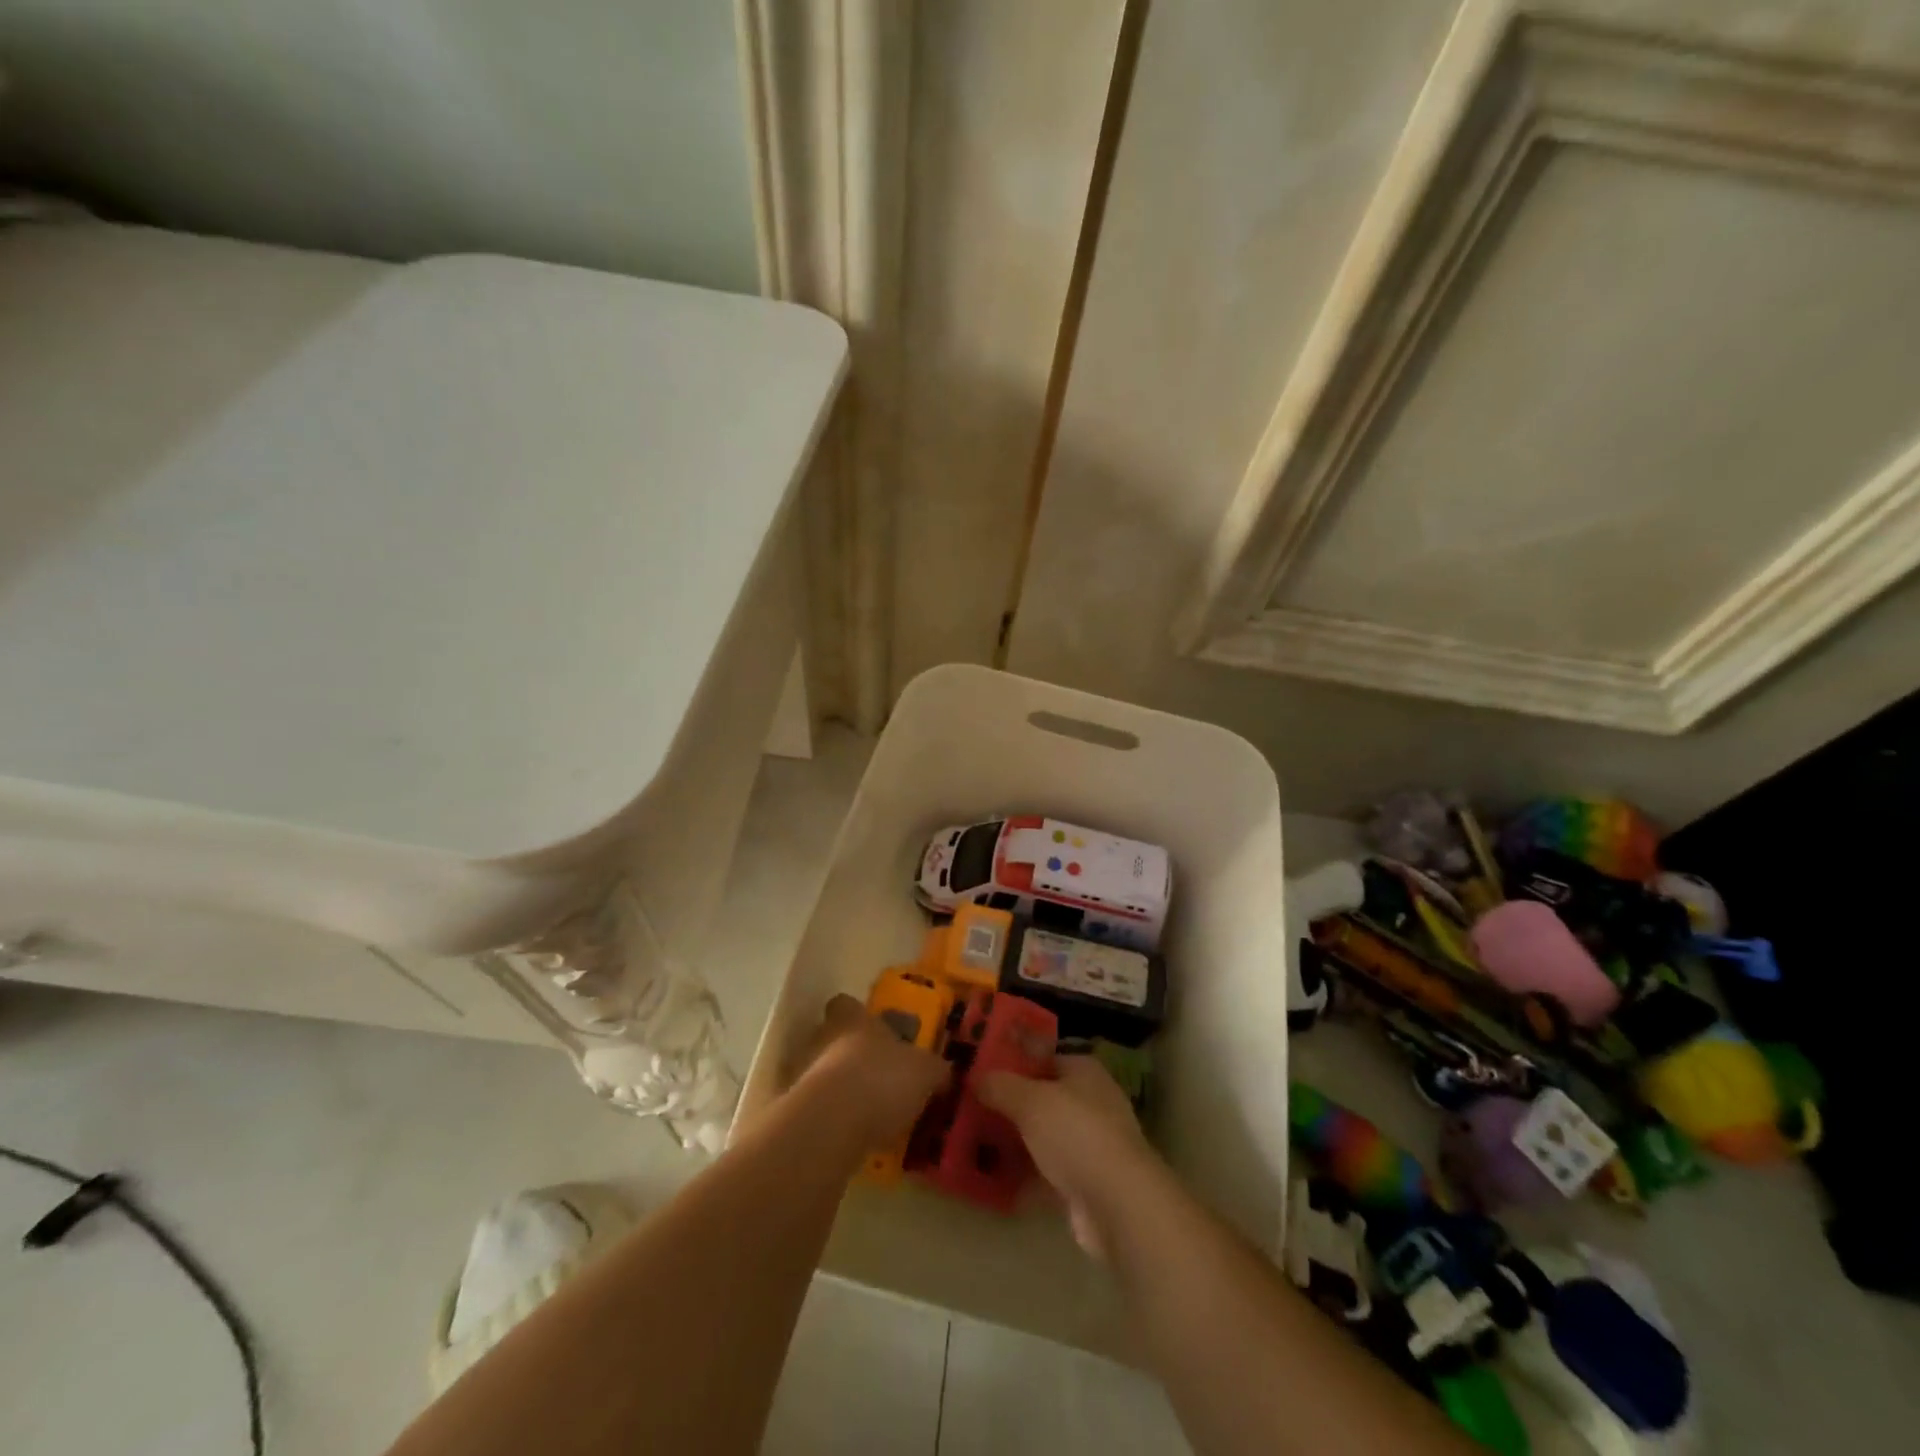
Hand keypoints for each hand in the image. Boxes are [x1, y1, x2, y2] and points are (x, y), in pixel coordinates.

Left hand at [792, 994, 950, 1150]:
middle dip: (848, 1054)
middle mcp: (822, 1038)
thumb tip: (944, 1071)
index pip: (845, 1004)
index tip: (871, 1029)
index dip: (856, 1014)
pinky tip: (851, 1137)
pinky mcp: (793, 1111)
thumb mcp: (924, 1072)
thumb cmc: (880, 1079)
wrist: (831, 1124)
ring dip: (838, 1089)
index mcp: (853, 1019)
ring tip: (866, 1112)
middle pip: (830, 1037)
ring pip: (820, 1073)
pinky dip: (830, 1120)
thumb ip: (934, 1069)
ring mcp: (802, 1074)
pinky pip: (815, 1110)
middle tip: (875, 1075)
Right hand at [978, 1055, 1154, 1259]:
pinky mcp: (1085, 1182)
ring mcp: (1089, 1144)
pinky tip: (992, 1179)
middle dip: (1009, 1103)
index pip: (1043, 1056)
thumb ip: (1000, 1086)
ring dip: (1014, 1140)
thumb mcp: (1030, 1101)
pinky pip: (1046, 1171)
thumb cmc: (1076, 1134)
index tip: (979, 1068)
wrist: (1118, 1204)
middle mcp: (1090, 1102)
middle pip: (1042, 1097)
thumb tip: (975, 1077)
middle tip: (969, 1106)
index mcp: (1083, 1071)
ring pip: (1043, 1135)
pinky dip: (1023, 1174)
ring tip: (973, 1141)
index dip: (1012, 1060)